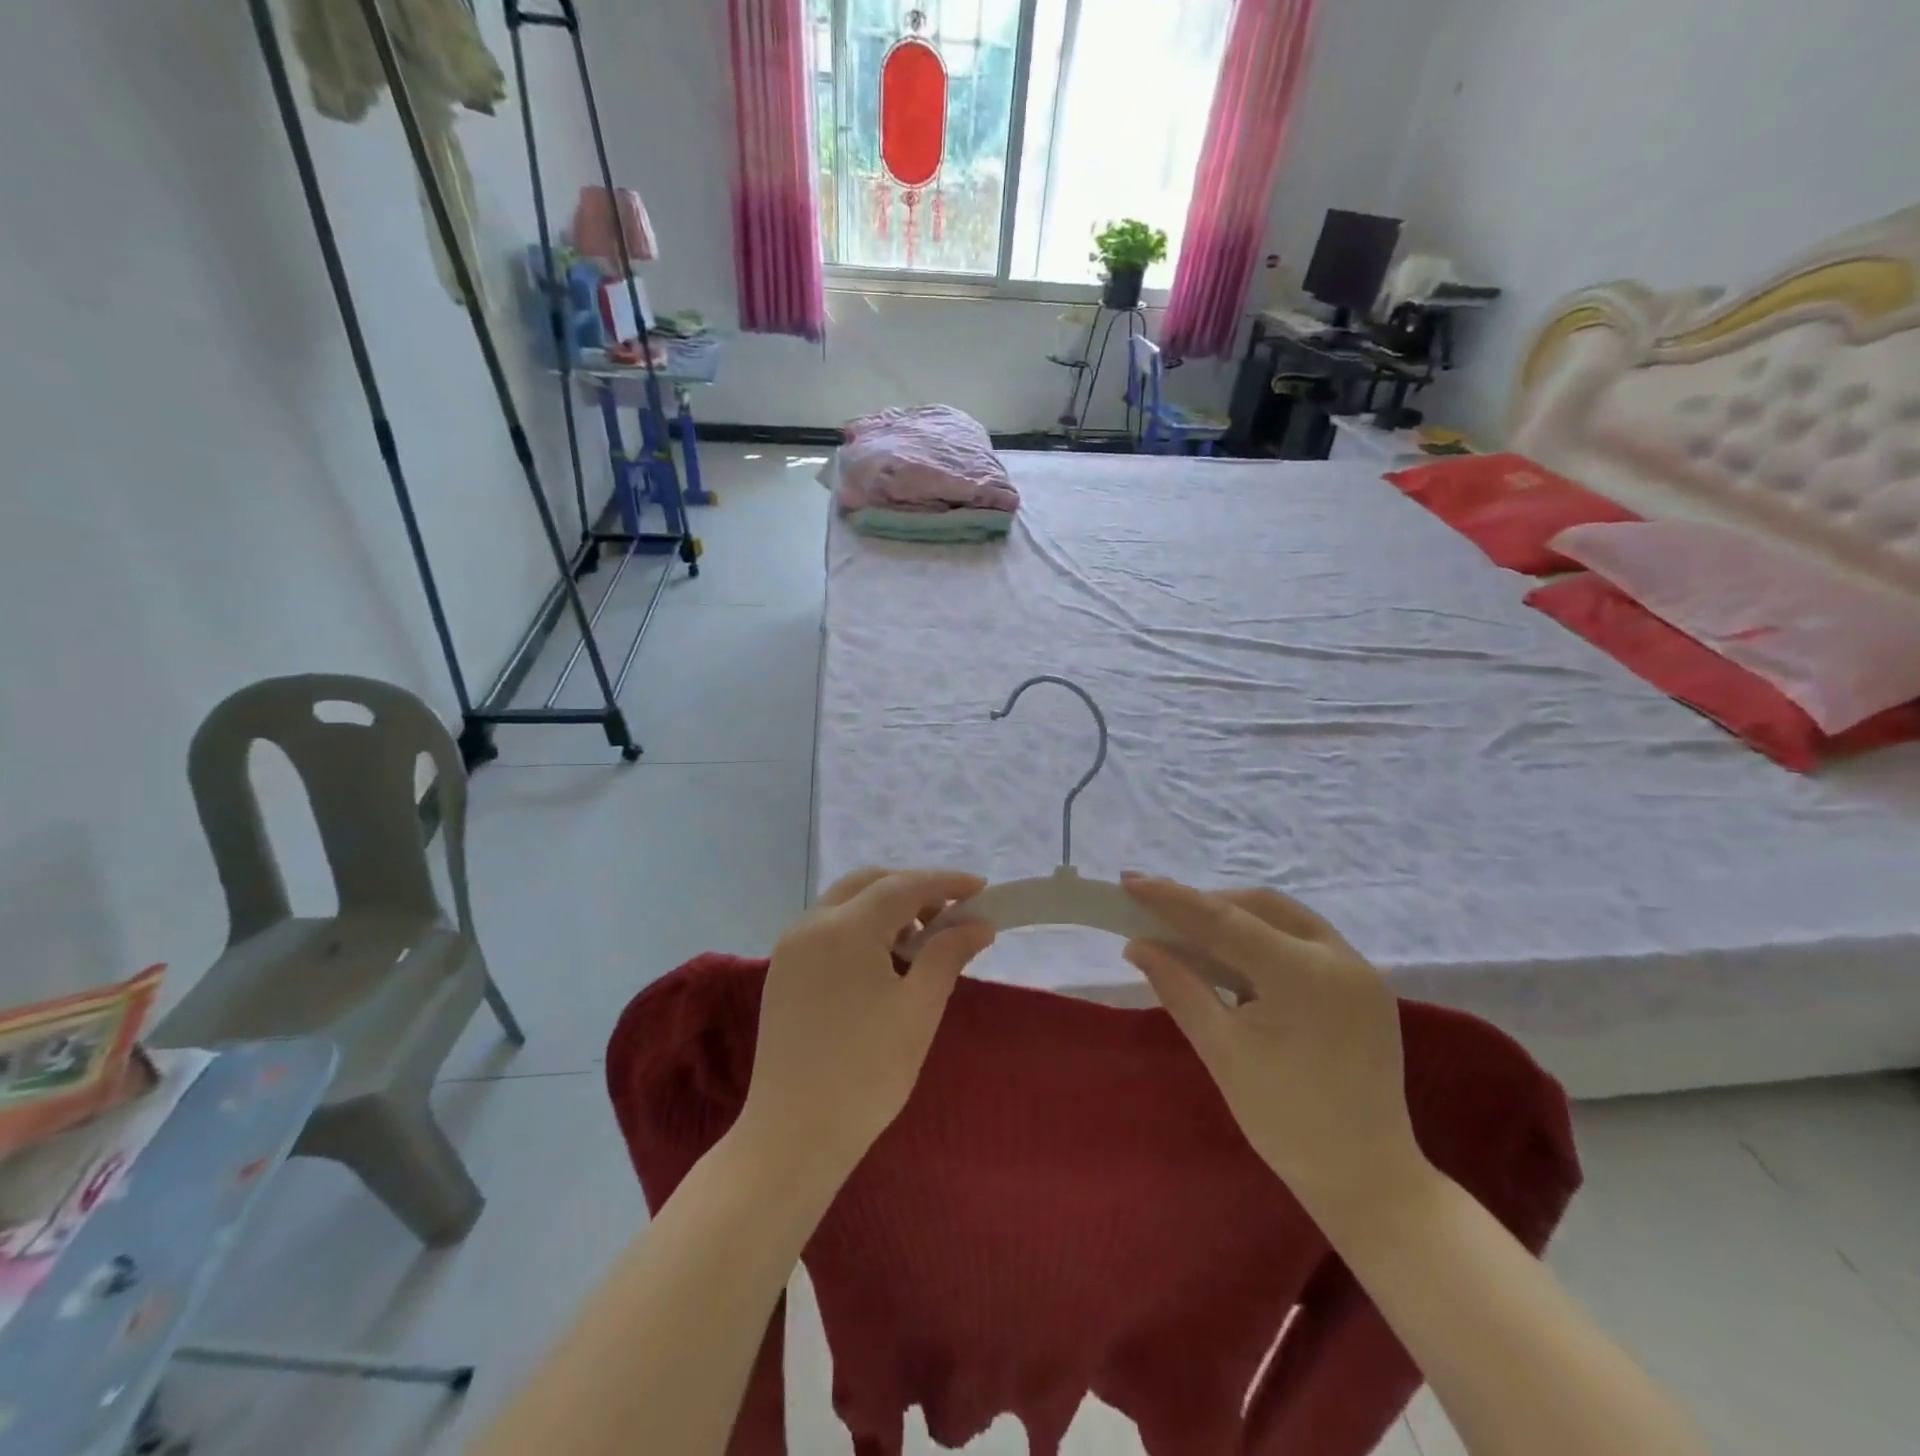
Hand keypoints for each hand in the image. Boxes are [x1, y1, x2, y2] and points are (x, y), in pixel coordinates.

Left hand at [737, 868, 994, 1179]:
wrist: (793, 1136)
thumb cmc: (866, 1073)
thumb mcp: (918, 1010)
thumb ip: (948, 955)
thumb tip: (979, 923)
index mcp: (844, 929)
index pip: (903, 886)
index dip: (945, 883)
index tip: (981, 888)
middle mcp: (811, 925)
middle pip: (868, 883)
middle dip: (912, 889)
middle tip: (950, 914)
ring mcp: (791, 948)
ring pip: (845, 903)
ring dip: (885, 907)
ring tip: (920, 942)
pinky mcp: (783, 971)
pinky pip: (827, 928)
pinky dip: (860, 927)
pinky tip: (883, 960)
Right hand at [1121, 875, 1429, 1217]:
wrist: (1367, 1180)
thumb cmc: (1286, 1121)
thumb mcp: (1221, 1050)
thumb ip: (1179, 986)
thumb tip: (1138, 945)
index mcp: (1304, 976)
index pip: (1225, 920)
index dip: (1173, 899)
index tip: (1130, 882)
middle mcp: (1339, 958)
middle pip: (1259, 906)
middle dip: (1206, 905)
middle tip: (1159, 913)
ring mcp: (1359, 970)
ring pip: (1284, 918)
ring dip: (1236, 919)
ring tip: (1190, 934)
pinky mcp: (1364, 986)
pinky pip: (1305, 942)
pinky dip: (1264, 940)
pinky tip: (1234, 960)